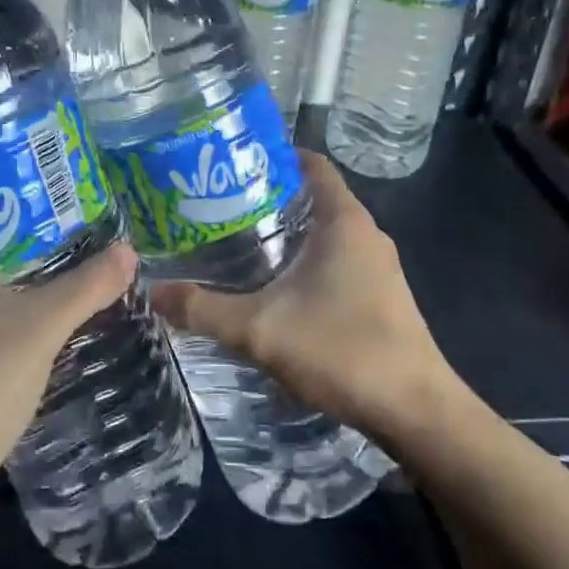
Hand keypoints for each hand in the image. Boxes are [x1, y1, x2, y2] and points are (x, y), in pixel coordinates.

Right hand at [150, 151, 452, 443]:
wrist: (416, 412)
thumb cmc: (342, 350)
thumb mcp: (260, 329)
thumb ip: (203, 309)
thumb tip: (152, 292)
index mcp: (344, 221)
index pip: (312, 164)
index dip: (275, 155)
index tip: (233, 162)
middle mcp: (366, 233)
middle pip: (315, 196)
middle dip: (270, 196)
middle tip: (220, 204)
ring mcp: (378, 266)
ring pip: (326, 232)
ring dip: (288, 232)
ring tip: (238, 241)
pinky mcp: (382, 295)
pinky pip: (338, 259)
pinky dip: (306, 260)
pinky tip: (276, 286)